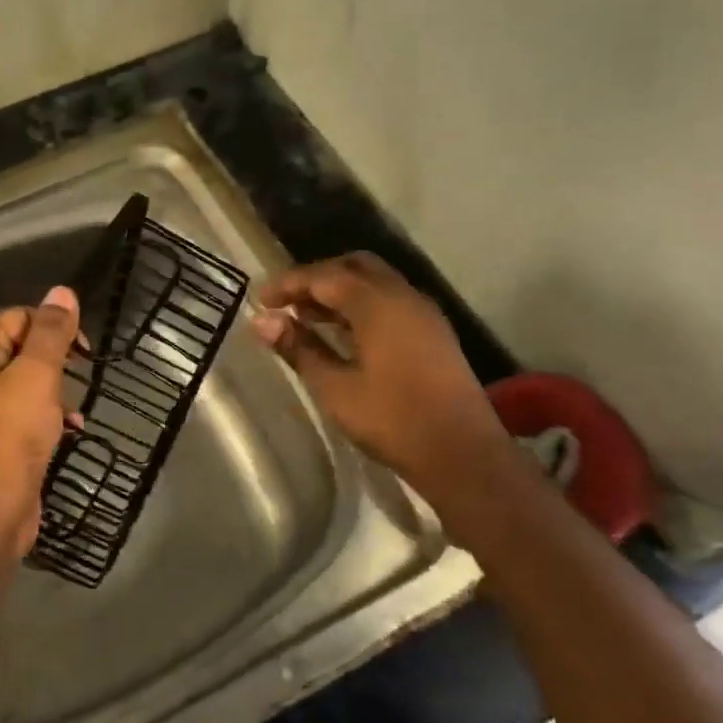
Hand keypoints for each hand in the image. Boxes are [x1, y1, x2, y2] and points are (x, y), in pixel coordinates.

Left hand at [0, 286, 80, 561]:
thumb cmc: (9, 438)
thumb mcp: (37, 377)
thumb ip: (51, 333)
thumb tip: (63, 292)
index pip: (20, 316)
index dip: (55, 332)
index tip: (84, 356)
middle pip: (22, 347)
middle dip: (55, 366)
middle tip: (75, 387)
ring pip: (25, 380)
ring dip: (55, 393)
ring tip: (71, 414)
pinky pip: (20, 409)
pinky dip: (45, 415)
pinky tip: (69, 429)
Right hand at [252, 253, 509, 498]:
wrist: (462, 454)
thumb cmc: (392, 419)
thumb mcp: (335, 387)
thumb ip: (299, 348)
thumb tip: (261, 322)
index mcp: (378, 304)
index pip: (325, 276)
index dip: (289, 284)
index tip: (260, 300)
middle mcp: (404, 297)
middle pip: (354, 268)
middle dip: (317, 279)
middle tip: (287, 303)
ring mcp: (424, 314)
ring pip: (375, 284)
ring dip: (340, 293)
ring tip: (307, 319)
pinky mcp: (433, 334)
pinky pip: (390, 302)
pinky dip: (361, 306)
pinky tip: (343, 335)